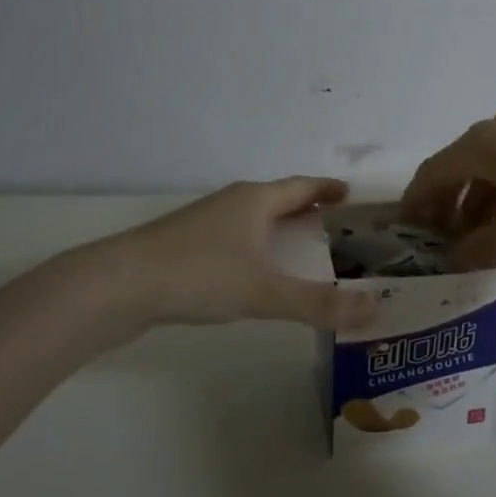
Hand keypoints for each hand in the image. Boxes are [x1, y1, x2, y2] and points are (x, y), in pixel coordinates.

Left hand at [100, 177, 376, 330]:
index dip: (327, 189)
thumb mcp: (266, 291)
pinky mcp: (184, 246)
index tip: (349, 194)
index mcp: (255, 200)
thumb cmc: (200, 274)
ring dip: (278, 228)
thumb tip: (376, 310)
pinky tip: (252, 273)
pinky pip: (234, 238)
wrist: (119, 285)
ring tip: (298, 249)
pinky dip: (255, 247)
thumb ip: (320, 304)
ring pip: (253, 219)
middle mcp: (232, 203)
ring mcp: (204, 223)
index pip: (302, 186)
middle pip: (278, 199)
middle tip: (333, 226)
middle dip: (306, 209)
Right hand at [401, 103, 495, 267]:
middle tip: (445, 241)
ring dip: (481, 201)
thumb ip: (480, 246)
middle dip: (450, 205)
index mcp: (481, 143)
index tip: (408, 231)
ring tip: (482, 241)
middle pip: (461, 165)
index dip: (416, 202)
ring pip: (492, 164)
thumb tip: (454, 258)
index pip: (433, 172)